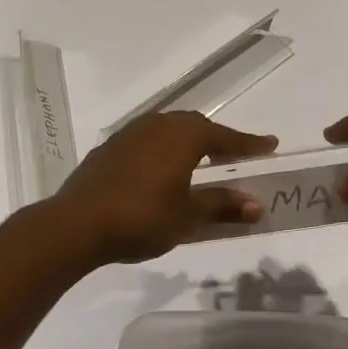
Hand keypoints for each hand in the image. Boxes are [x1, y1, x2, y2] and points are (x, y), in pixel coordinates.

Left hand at [49, 112, 277, 264]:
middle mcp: (160, 124)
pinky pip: (147, 142)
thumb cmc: (142, 217)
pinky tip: (160, 172)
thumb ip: (223, 205)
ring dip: (188, 144)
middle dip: (217, 141)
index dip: (249, 144)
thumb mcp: (189, 216)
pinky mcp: (110, 148)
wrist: (76, 224)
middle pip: (198, 127)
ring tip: (198, 164)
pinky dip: (163, 152)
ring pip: (170, 131)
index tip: (271, 145)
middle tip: (233, 158)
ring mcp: (131, 133)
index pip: (226, 137)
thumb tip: (257, 204)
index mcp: (185, 135)